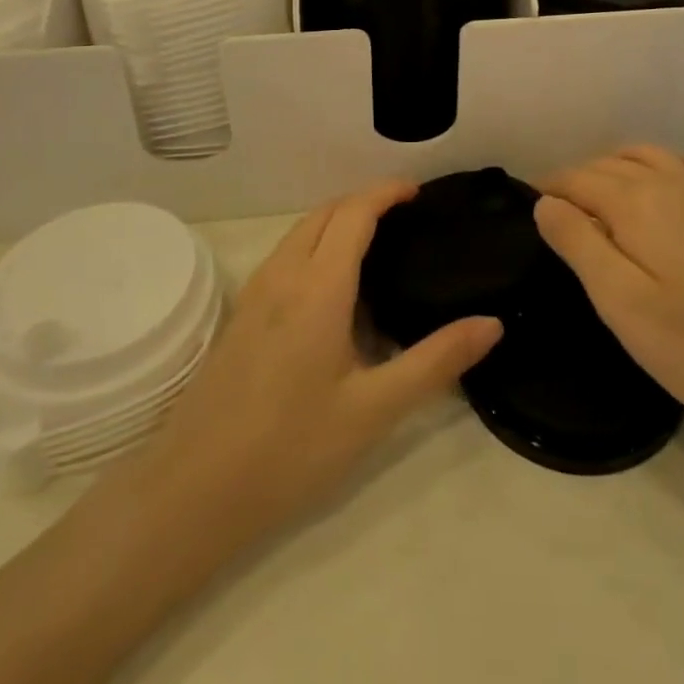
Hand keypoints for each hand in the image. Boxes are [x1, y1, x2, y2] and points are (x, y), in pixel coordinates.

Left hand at [121, 181, 501, 551]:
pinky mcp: (241, 315)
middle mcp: (284, 274)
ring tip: (376, 241)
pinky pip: (286, 254)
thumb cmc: (291, 448)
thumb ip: (435, 361)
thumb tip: (492, 323)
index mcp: (319, 286)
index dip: (387, 192)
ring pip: (301, 231)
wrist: (192, 491)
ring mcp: (256, 292)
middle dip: (365, 199)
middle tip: (406, 214)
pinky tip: (332, 284)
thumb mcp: (374, 409)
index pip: (355, 212)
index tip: (419, 192)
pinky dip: (316, 242)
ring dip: (338, 219)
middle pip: (326, 212)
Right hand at [536, 147, 683, 435]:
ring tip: (599, 195)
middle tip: (558, 214)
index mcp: (636, 202)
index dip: (549, 190)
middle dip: (577, 179)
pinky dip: (667, 163)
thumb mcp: (621, 302)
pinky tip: (666, 181)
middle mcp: (670, 182)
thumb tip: (545, 201)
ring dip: (615, 166)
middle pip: (609, 165)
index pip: (577, 180)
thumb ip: (578, 243)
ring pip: (648, 156)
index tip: (529, 209)